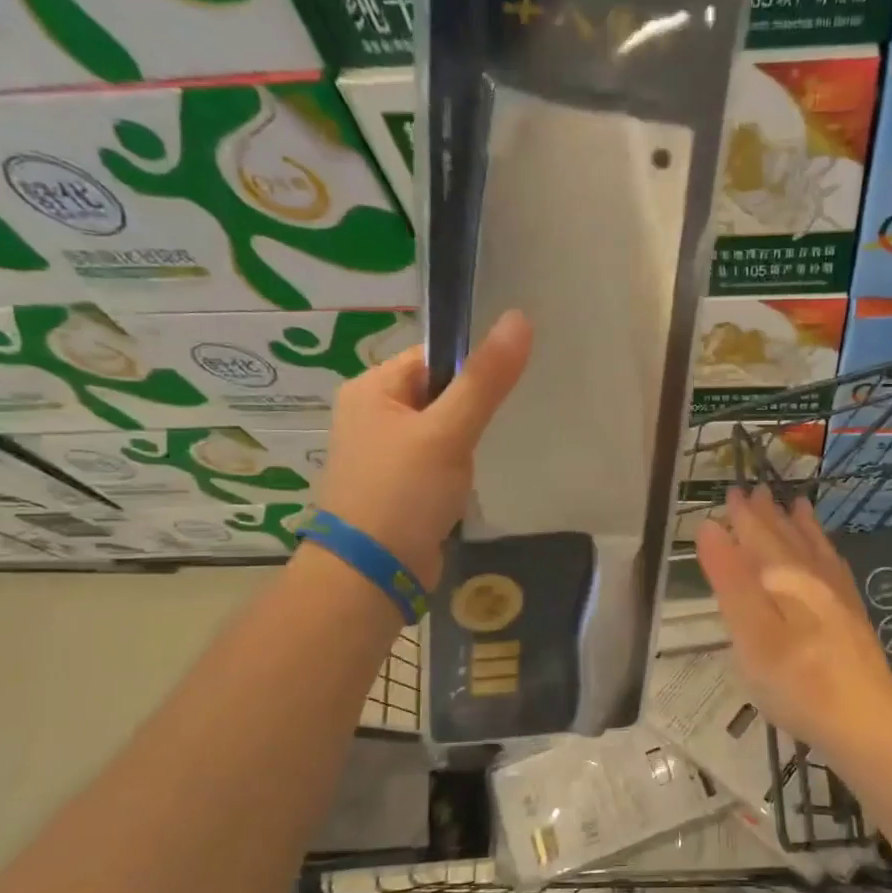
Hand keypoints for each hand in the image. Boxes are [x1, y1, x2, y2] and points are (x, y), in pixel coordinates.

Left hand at [311, 311, 531, 587]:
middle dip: (467, 414)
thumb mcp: (448, 431)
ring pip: (439, 431)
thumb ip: (486, 379)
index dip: (468, 371)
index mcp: (372, 389)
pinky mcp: (396, 486)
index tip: (497, 394)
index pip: (432, 357)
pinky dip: (452, 471)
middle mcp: (371, 415)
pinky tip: (460, 489)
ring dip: (462, 445)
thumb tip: (520, 318)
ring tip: (471, 466)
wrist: (371, 574)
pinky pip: (434, 462)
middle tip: (483, 436)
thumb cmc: (403, 492)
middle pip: (438, 393)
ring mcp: (382, 454)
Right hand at [695, 486, 891, 760]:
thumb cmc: (796, 683)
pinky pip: (837, 570)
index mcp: (782, 579)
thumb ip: (730, 580)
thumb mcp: (750, 634)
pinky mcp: (853, 617)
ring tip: (796, 504)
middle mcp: (812, 578)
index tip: (732, 491)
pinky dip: (827, 553)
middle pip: (786, 539)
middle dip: (768, 514)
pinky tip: (828, 554)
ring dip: (801, 526)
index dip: (743, 516)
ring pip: (814, 550)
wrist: (865, 721)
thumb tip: (710, 528)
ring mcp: (838, 597)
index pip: (757, 537)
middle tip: (757, 490)